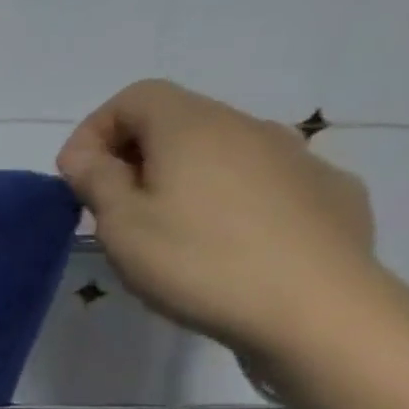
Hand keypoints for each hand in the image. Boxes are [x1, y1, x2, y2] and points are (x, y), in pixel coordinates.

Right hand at [56, 80, 379, 357]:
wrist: (318, 311)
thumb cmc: (198, 260)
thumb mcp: (120, 223)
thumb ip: (96, 180)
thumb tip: (86, 156)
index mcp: (195, 128)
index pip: (135, 97)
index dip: (94, 130)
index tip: (78, 178)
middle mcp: (251, 129)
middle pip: (178, 122)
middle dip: (134, 157)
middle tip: (112, 210)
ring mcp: (300, 160)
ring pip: (221, 153)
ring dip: (182, 179)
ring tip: (166, 232)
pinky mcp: (330, 194)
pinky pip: (262, 183)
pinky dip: (229, 200)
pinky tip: (224, 245)